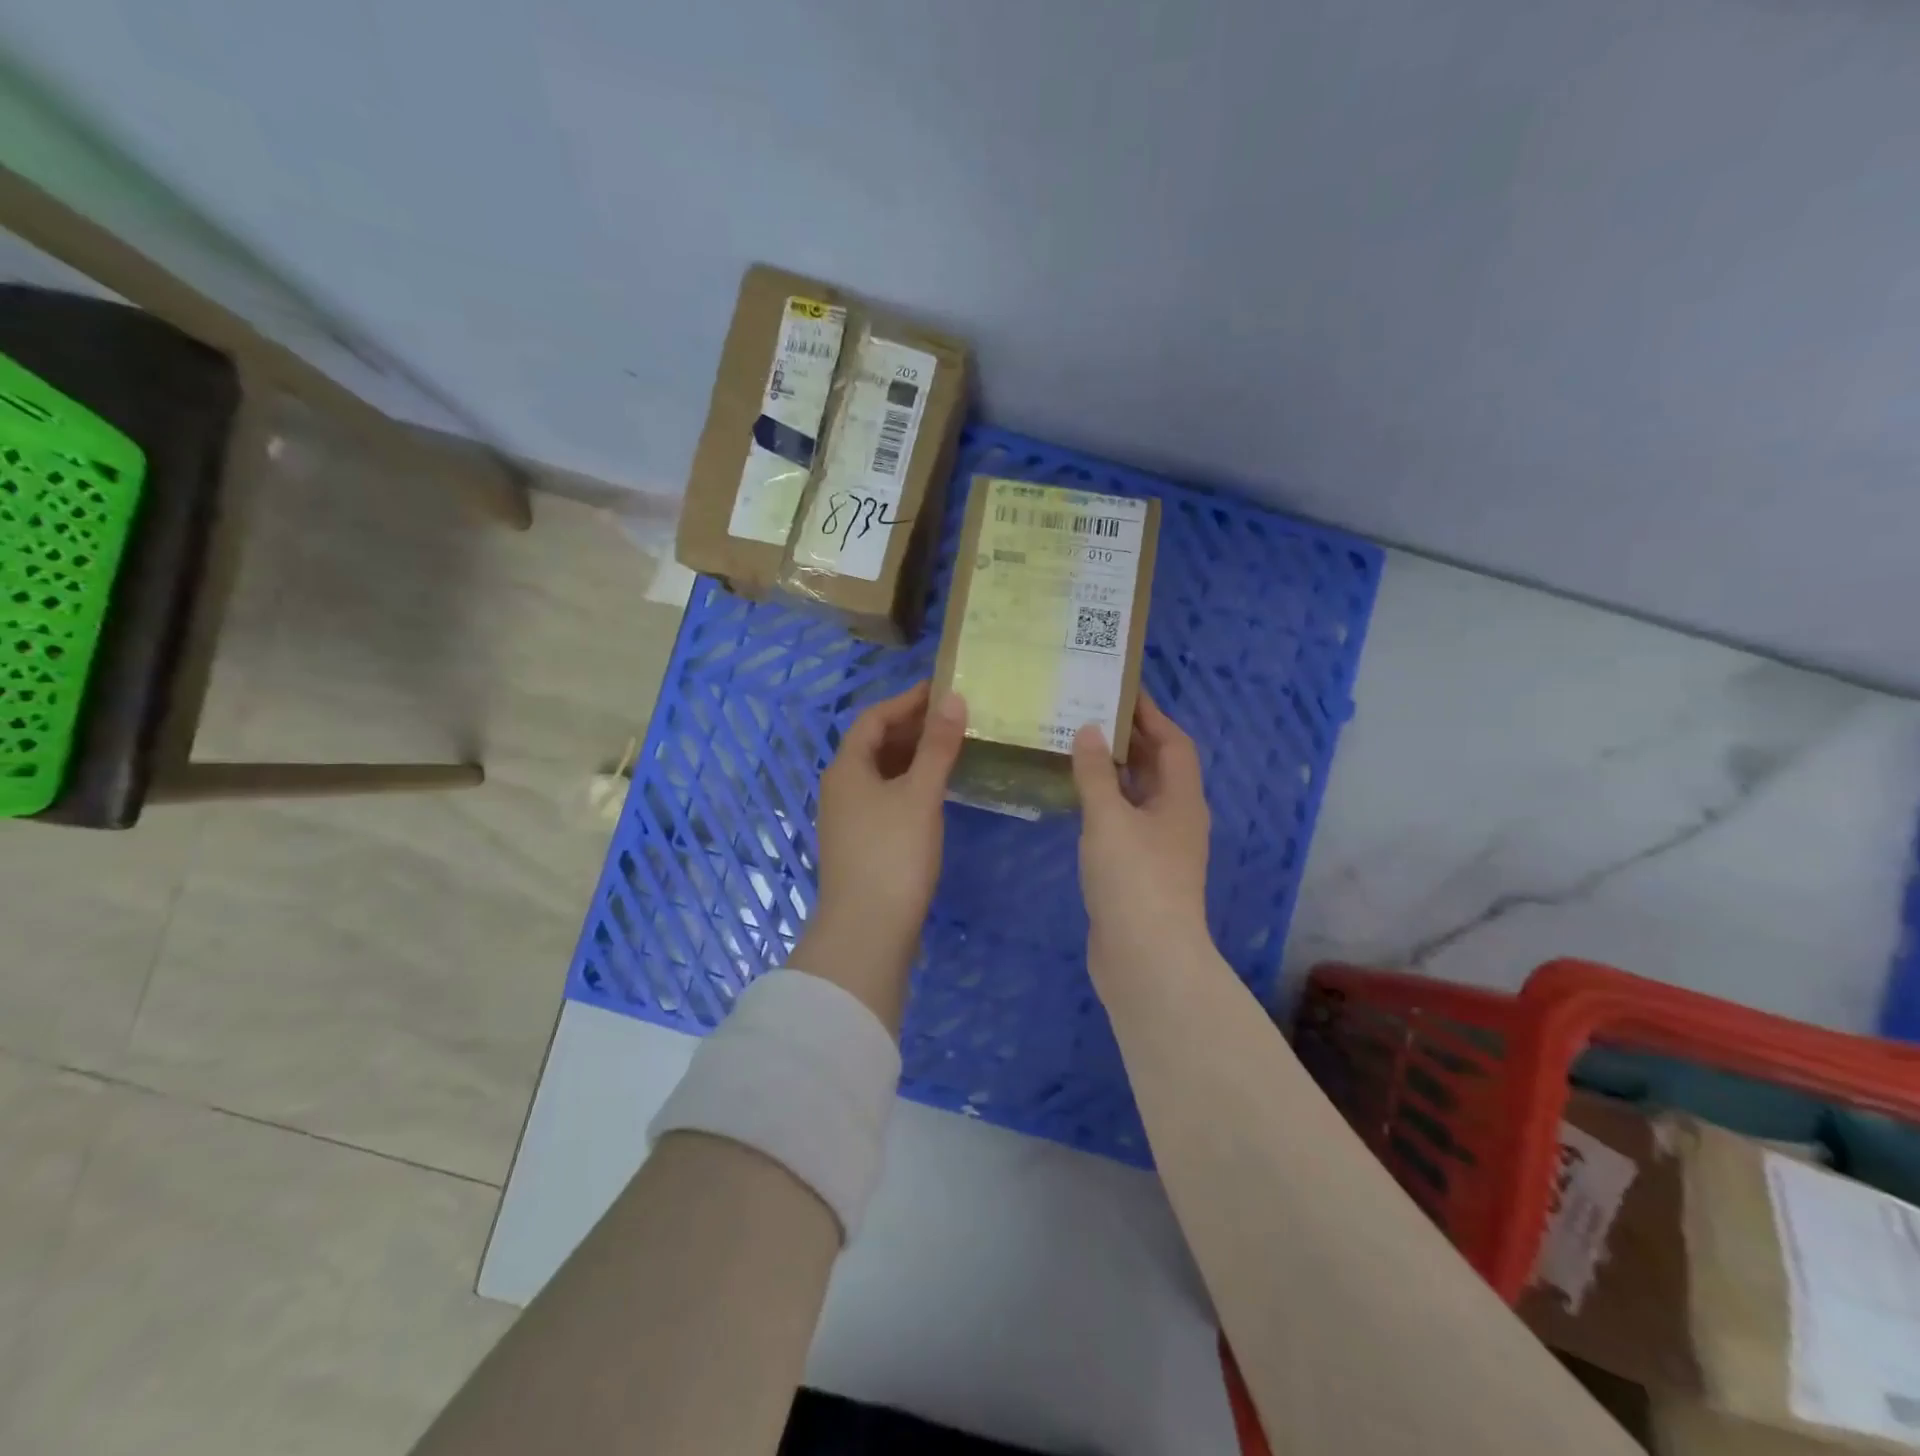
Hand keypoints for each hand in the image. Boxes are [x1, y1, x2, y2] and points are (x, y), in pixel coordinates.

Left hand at [793, 680, 966, 1029]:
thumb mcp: (920, 794)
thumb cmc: (893, 854)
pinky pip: (885, 797)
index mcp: (847, 768)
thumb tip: (953, 699)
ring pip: (880, 773)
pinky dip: (909, 784)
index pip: (873, 718)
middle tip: (953, 718)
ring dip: (911, 757)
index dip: (906, 701)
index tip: (941, 690)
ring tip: (950, 748)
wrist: (867, 930)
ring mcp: (848, 818)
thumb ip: (938, 746)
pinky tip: (934, 792)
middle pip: (874, 744)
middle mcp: (841, 787)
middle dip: (911, 727)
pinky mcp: (860, 843)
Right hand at [1071, 693, 1212, 986]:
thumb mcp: (1109, 818)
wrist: (1146, 958)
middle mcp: (1176, 819)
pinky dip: (1105, 804)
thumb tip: (1090, 730)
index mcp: (1181, 800)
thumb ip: (1096, 773)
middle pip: (1158, 768)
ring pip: (1139, 797)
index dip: (1151, 715)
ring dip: (1115, 772)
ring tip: (1078, 747)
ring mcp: (1159, 848)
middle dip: (1131, 740)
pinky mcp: (1139, 872)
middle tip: (1091, 712)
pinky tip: (1076, 800)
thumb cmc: (1133, 878)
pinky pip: (1124, 822)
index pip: (1173, 743)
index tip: (1122, 690)